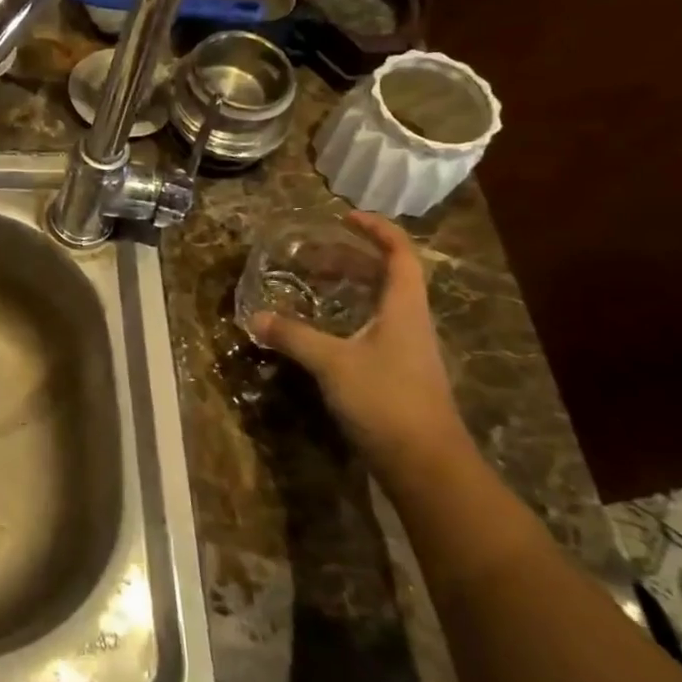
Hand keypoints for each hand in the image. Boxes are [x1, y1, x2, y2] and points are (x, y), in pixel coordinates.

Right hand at [249, 211, 472, 482]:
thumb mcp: (332, 363)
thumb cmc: (386, 400)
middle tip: (313, 254)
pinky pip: (373, 329)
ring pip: (380, 304)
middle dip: (352, 258)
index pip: (400, 255)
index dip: (377, 230)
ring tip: (313, 284)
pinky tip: (322, 330)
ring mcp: (407, 351)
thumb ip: (293, 336)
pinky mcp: (397, 375)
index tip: (345, 216)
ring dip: (350, 288)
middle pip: (388, 277)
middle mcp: (411, 323)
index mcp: (405, 309)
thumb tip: (255, 317)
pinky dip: (348, 317)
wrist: (426, 464)